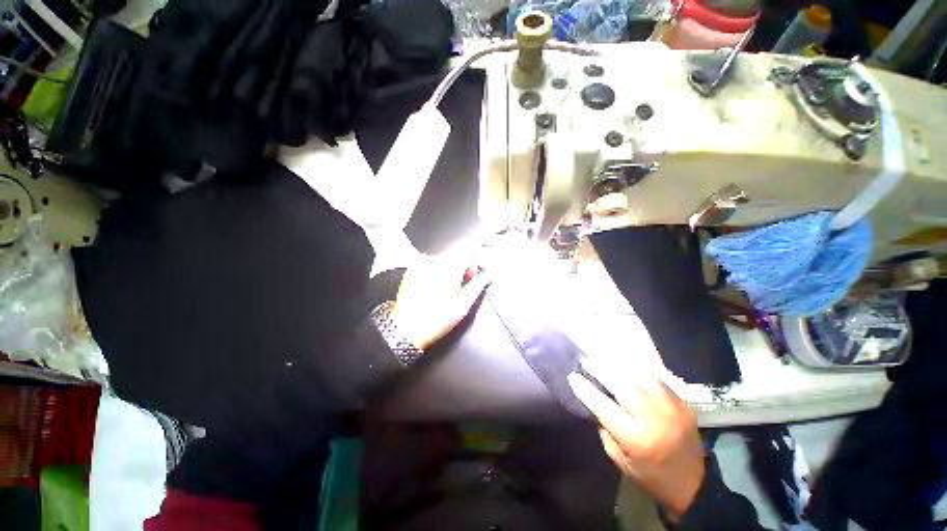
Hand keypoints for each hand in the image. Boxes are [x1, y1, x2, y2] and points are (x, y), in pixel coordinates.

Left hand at [389, 250, 489, 350]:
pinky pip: (431, 263)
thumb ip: (477, 286)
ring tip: (448, 287)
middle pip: (456, 254)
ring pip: (444, 258)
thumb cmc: (436, 320)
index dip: (477, 260)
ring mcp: (420, 263)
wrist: (406, 330)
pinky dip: (438, 270)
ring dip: (451, 268)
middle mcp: (433, 261)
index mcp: (448, 268)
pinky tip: (436, 286)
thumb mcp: (462, 306)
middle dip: (464, 265)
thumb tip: (487, 275)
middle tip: (464, 284)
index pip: (469, 251)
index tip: (477, 273)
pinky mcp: (412, 269)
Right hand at [568, 357, 704, 521]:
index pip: (602, 405)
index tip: (573, 376)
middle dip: (600, 369)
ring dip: (620, 365)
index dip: (585, 389)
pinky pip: (660, 378)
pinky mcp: (684, 404)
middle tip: (586, 361)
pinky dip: (642, 369)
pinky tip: (630, 365)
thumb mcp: (620, 459)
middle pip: (621, 384)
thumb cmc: (650, 475)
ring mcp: (671, 409)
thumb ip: (606, 428)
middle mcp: (652, 419)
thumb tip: (595, 401)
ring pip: (641, 376)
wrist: (694, 485)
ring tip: (606, 359)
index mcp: (634, 438)